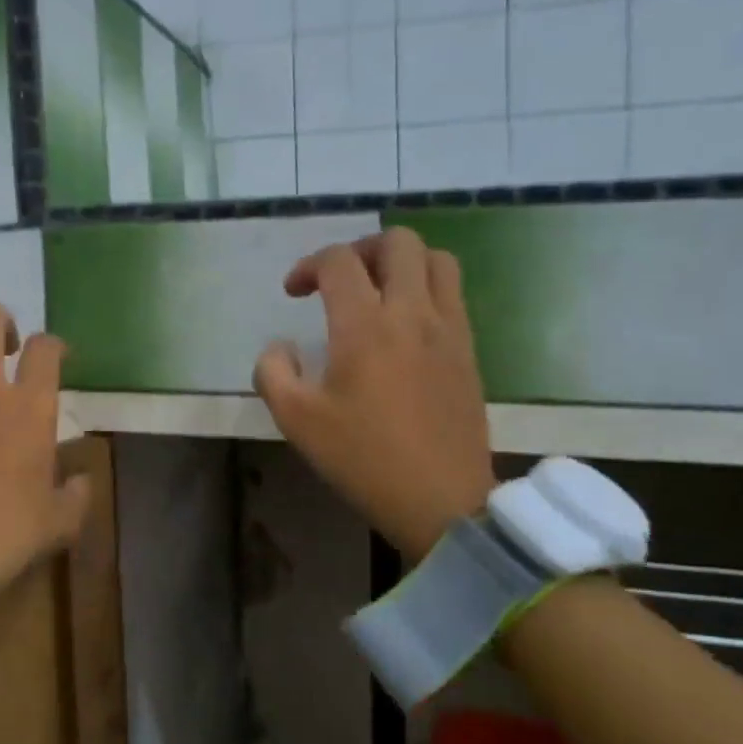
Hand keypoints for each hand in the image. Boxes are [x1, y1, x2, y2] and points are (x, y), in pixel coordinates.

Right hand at [254, 228, 494, 562]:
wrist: (442, 501)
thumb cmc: (364, 459)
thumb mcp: (297, 422)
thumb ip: (273, 372)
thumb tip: (280, 347)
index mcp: (365, 326)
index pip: (339, 261)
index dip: (308, 266)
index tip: (294, 293)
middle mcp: (412, 313)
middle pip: (397, 242)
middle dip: (361, 249)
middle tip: (341, 280)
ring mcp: (448, 329)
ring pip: (436, 259)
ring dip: (402, 261)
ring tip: (379, 289)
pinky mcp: (469, 349)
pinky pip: (453, 293)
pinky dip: (427, 287)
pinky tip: (406, 322)